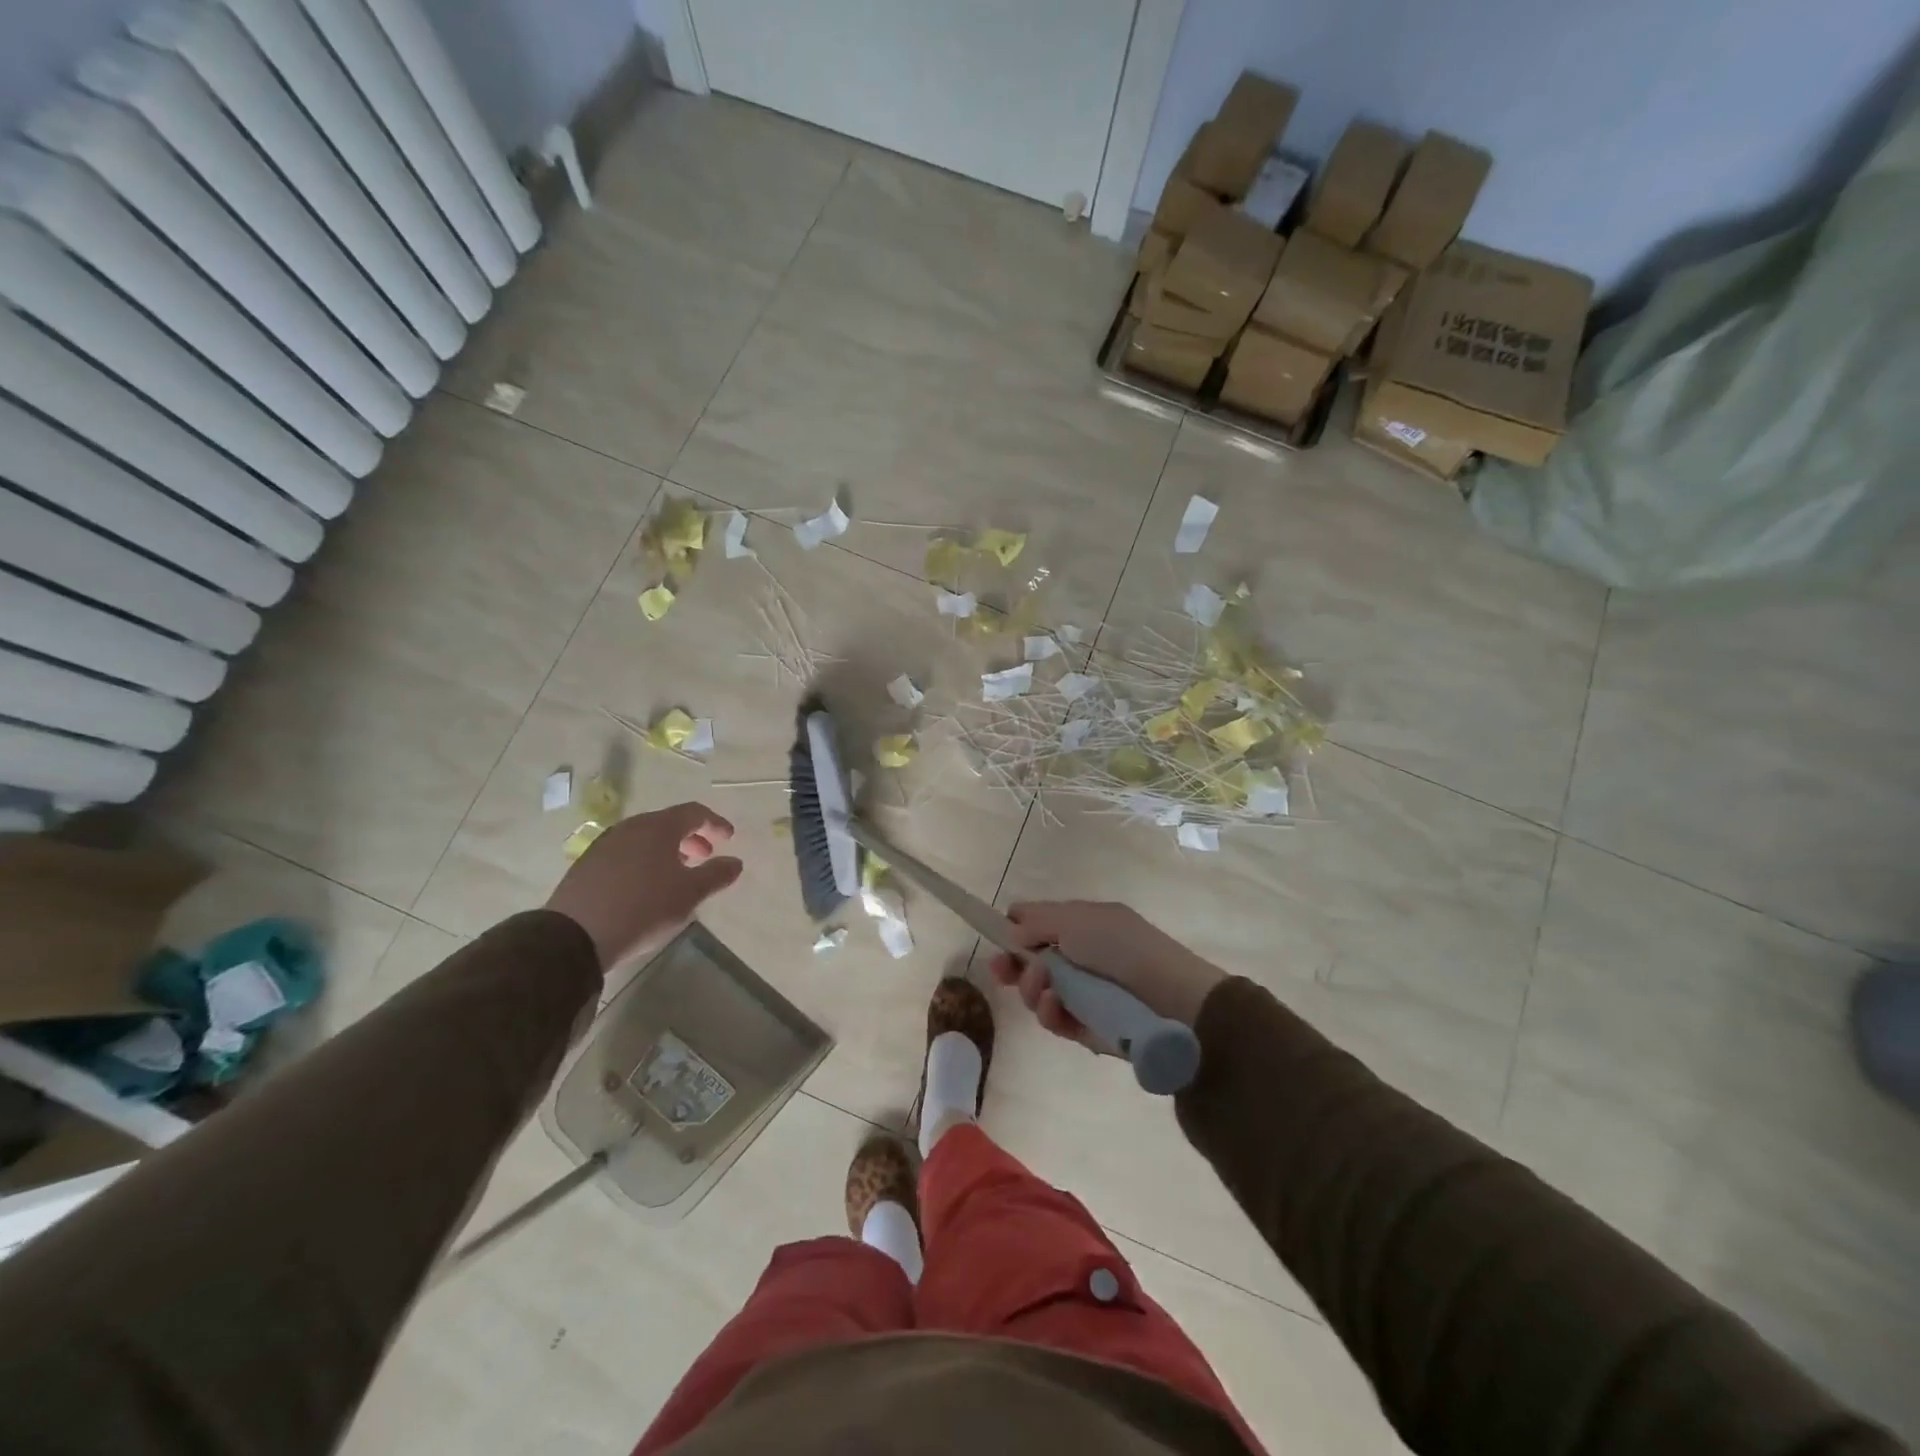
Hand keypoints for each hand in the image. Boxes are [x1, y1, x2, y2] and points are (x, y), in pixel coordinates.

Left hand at [545, 802, 743, 970]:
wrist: (574, 936)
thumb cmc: (643, 908)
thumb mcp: (689, 894)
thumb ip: (716, 874)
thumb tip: (735, 862)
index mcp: (658, 827)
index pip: (694, 812)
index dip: (715, 823)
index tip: (729, 838)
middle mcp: (631, 827)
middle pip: (667, 823)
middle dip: (690, 837)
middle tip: (704, 856)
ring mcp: (605, 844)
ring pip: (644, 838)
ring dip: (666, 850)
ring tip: (676, 874)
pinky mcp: (587, 865)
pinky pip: (625, 853)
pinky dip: (643, 861)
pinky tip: (645, 886)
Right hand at [989, 901, 1225, 1049]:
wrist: (1172, 1000)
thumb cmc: (1122, 947)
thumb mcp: (1076, 920)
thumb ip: (1037, 923)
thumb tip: (1011, 930)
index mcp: (1085, 924)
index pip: (1042, 923)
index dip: (1017, 927)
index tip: (997, 935)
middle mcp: (1082, 957)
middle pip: (1034, 960)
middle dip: (1013, 964)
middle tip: (999, 970)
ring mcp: (1084, 994)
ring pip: (1039, 992)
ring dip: (1032, 987)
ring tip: (1043, 987)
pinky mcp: (1087, 1028)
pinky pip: (1055, 1019)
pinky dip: (1049, 1012)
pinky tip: (1052, 1004)